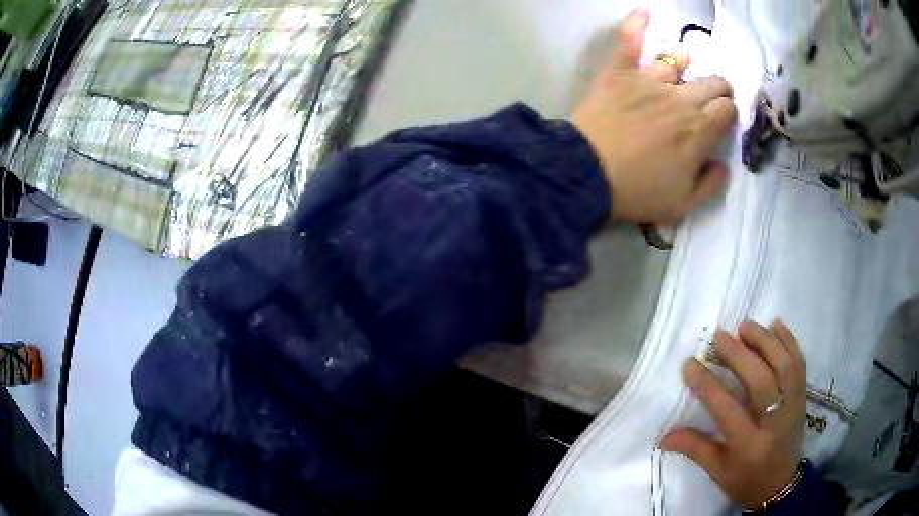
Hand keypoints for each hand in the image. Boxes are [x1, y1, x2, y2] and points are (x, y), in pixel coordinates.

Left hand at [571, 9, 736, 223]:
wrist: (587, 173)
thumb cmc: (637, 191)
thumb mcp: (682, 204)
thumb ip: (710, 185)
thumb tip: (723, 165)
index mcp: (699, 130)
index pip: (726, 109)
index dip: (728, 112)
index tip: (721, 119)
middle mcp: (681, 99)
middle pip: (712, 81)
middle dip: (718, 88)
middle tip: (710, 97)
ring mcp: (650, 80)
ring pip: (678, 60)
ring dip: (685, 63)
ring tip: (683, 68)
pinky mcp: (620, 71)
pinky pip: (628, 40)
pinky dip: (635, 23)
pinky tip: (643, 11)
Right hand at [660, 320, 806, 509]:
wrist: (781, 484)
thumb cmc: (745, 480)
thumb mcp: (717, 471)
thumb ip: (695, 449)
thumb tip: (663, 436)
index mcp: (748, 445)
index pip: (727, 409)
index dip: (708, 384)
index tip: (690, 364)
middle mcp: (774, 422)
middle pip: (760, 381)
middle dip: (739, 355)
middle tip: (719, 336)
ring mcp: (793, 406)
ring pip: (783, 365)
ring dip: (765, 341)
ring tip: (745, 326)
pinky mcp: (803, 396)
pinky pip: (799, 363)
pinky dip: (789, 340)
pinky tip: (776, 325)